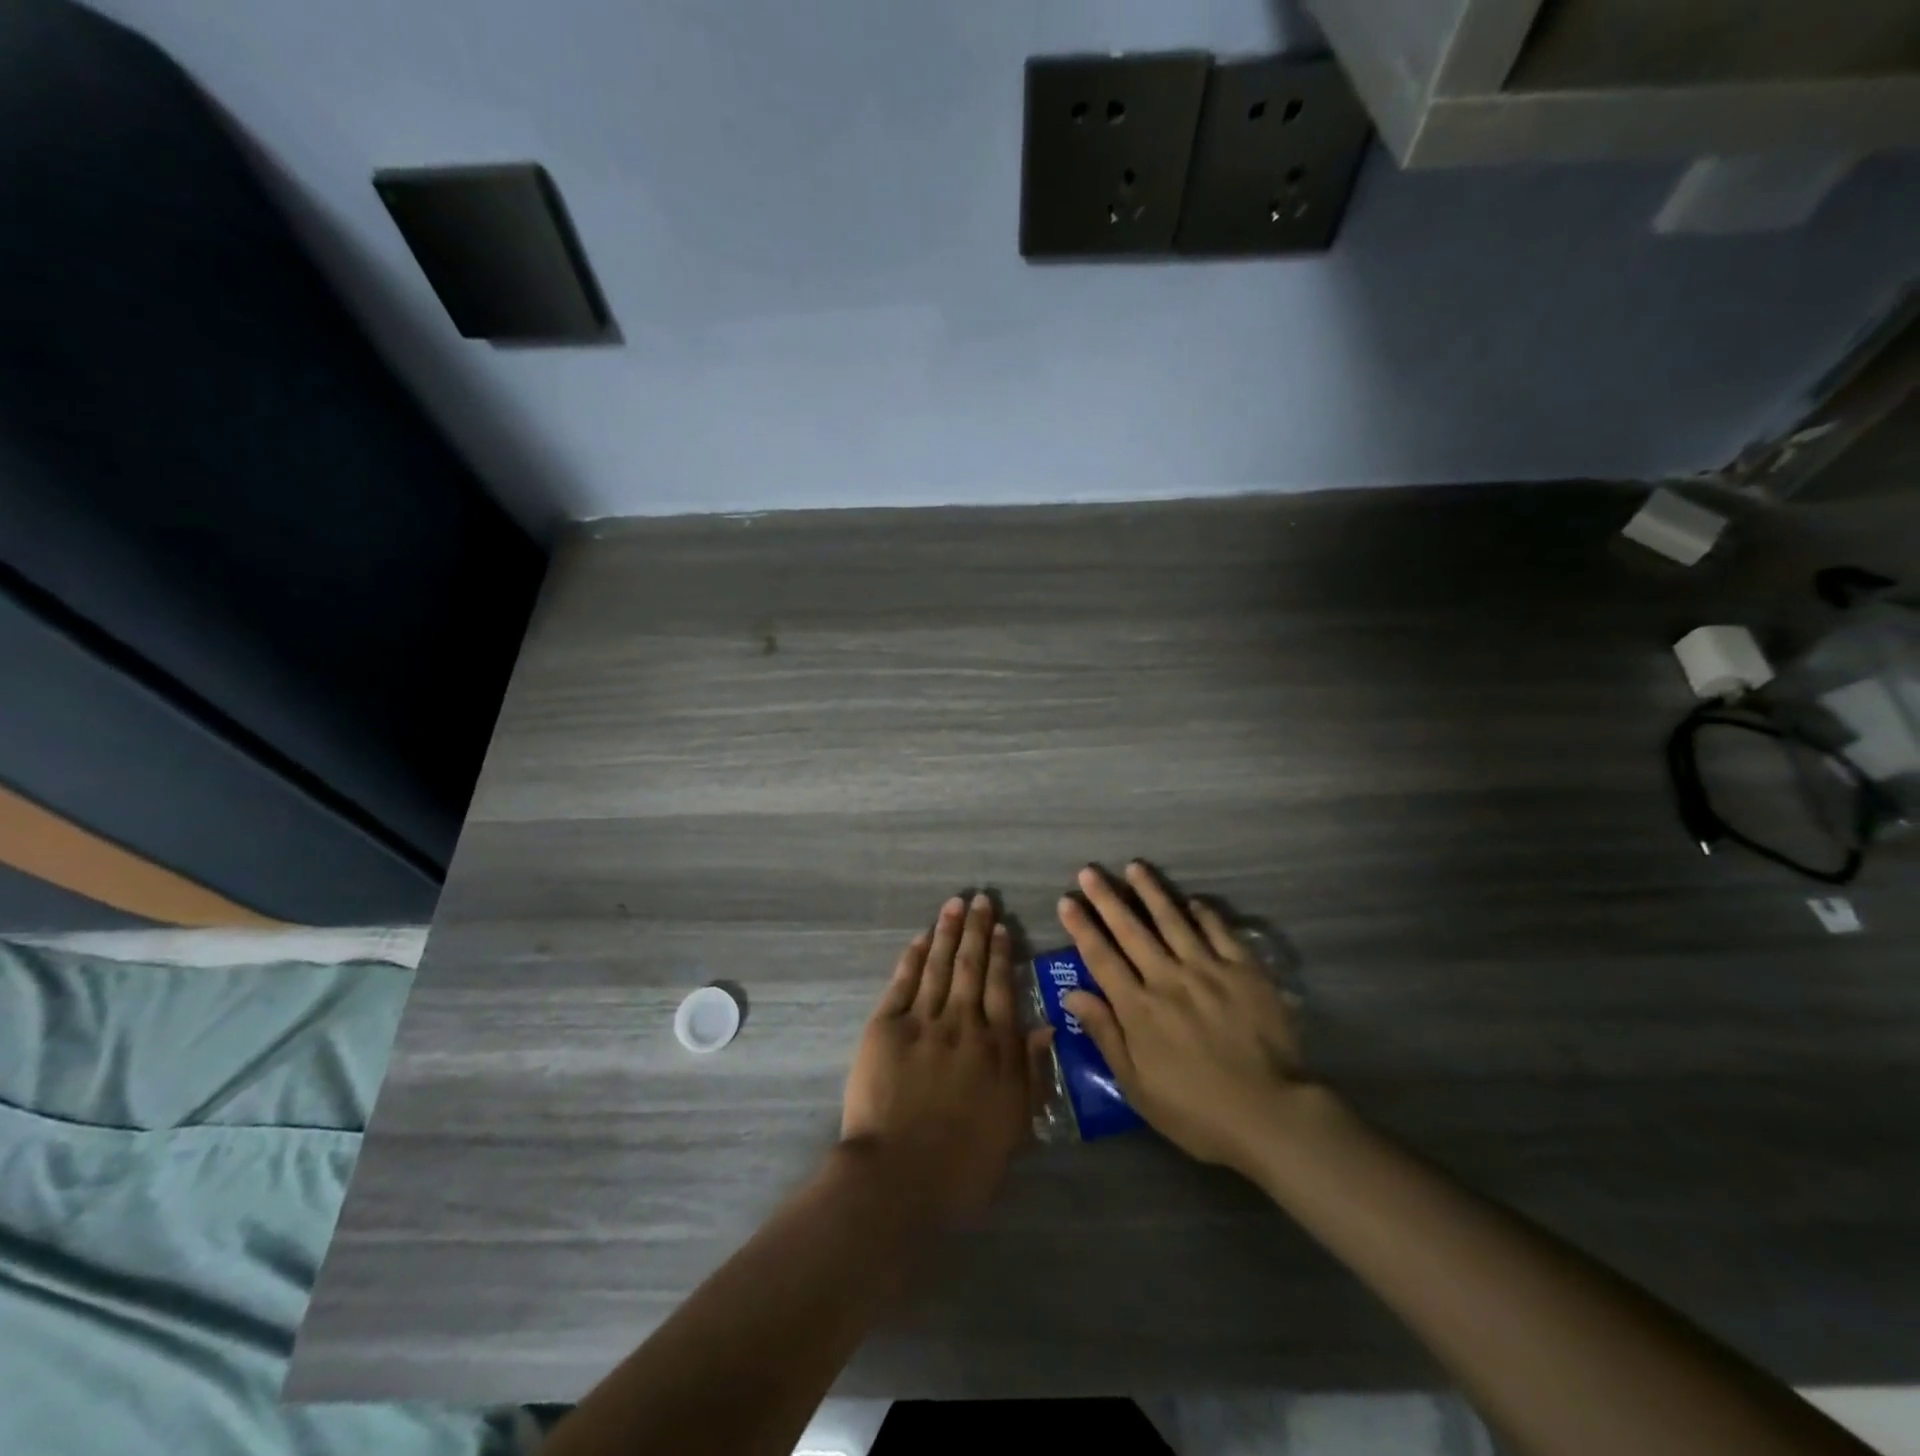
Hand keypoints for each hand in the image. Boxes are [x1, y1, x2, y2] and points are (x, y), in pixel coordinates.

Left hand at [842, 894, 1048, 1220]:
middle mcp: (962, 1023)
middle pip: (972, 967)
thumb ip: (1031, 1072)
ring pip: (939, 965)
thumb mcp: (1014, 1124)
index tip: (1002, 928)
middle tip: (980, 899)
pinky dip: (914, 957)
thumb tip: (1046, 1026)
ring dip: (948, 932)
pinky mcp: (886, 1026)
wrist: (898, 1177)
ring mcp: (922, 1021)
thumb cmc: (964, 1163)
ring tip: (954, 904)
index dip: (1002, 954)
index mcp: (995, 1047)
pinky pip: (903, 982)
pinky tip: (922, 938)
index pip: (1002, 988)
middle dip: (977, 930)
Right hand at [1057, 862, 1308, 1177]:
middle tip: (1090, 871)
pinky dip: (1203, 914)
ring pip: (1172, 921)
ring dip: (1151, 892)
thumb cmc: (1196, 1111)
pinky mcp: (1244, 971)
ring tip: (1134, 867)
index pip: (1102, 958)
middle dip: (1107, 899)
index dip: (1082, 927)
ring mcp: (1208, 970)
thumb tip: (1072, 995)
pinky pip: (1219, 932)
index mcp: (1139, 1008)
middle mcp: (1168, 978)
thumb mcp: (1137, 1086)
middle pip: (1131, 930)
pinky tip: (1192, 901)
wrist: (1271, 1115)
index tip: (1067, 900)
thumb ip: (1105, 1035)